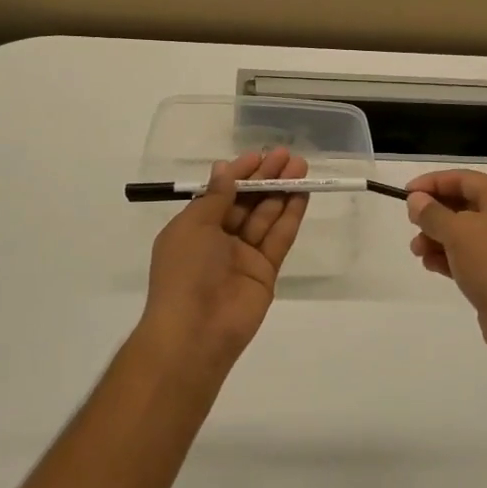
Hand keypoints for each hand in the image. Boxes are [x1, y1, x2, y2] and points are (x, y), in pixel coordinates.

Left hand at [141, 148, 308, 375]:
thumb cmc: (185, 272)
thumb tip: (224, 169)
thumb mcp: (194, 226)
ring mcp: (243, 256)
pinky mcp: (265, 272)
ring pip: (266, 216)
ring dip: (282, 191)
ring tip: (301, 167)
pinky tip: (302, 193)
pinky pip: (279, 238)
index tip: (259, 155)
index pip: (220, 193)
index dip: (239, 173)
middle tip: (288, 156)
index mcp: (194, 228)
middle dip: (266, 178)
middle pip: (246, 202)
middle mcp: (219, 239)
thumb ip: (216, 197)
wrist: (195, 332)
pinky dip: (290, 216)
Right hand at [406, 170, 486, 366]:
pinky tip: (429, 264)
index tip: (404, 193)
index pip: (463, 179)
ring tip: (417, 250)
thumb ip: (432, 213)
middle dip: (434, 215)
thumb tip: (415, 200)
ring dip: (437, 238)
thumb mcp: (458, 232)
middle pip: (463, 205)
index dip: (432, 183)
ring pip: (463, 233)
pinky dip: (448, 257)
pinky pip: (468, 256)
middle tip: (411, 224)